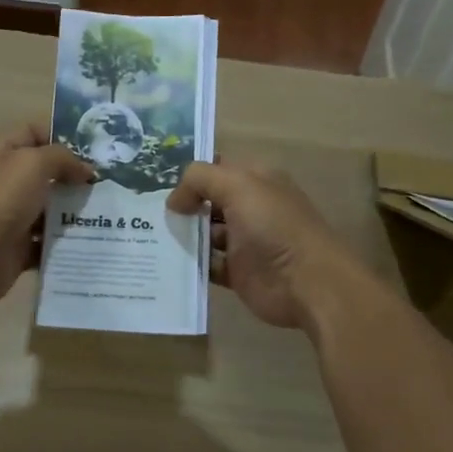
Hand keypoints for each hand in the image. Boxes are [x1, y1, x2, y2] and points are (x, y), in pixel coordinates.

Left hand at [0, 123, 95, 311]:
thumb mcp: (32, 164)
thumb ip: (62, 158)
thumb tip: (86, 169)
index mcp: (1, 153)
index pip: (34, 132)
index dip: (63, 134)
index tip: (96, 147)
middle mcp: (5, 181)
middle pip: (46, 172)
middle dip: (77, 175)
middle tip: (112, 180)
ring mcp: (11, 216)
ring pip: (50, 208)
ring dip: (76, 210)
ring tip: (111, 210)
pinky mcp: (18, 248)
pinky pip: (48, 241)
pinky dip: (68, 241)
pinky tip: (96, 238)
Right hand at [167, 161, 360, 329]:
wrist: (306, 282)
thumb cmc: (274, 226)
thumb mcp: (238, 186)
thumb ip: (200, 180)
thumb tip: (174, 199)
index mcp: (256, 180)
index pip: (217, 169)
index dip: (191, 175)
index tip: (157, 183)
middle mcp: (250, 208)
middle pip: (208, 202)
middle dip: (182, 205)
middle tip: (146, 211)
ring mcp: (245, 241)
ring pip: (205, 234)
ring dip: (182, 236)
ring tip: (150, 237)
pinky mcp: (238, 272)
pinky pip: (208, 264)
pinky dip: (190, 264)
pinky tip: (166, 262)